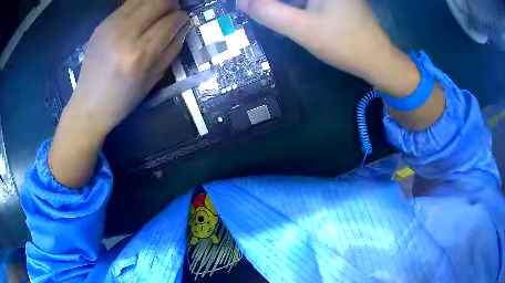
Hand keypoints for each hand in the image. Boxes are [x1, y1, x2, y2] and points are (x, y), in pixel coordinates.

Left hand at [48, 0, 190, 187]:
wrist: (89, 105)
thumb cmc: (123, 99)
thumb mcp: (153, 79)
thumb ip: (172, 48)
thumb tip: (183, 25)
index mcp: (139, 54)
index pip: (171, 21)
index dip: (182, 17)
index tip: (184, 20)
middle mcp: (125, 34)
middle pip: (158, 1)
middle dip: (171, 4)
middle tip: (172, 12)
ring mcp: (110, 26)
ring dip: (155, 2)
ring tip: (157, 12)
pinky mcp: (101, 24)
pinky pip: (127, 5)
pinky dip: (139, 6)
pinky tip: (139, 17)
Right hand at [238, 0, 420, 97]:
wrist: (376, 59)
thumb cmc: (344, 44)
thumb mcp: (302, 29)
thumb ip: (269, 13)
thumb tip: (242, 2)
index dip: (263, 0)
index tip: (249, 7)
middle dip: (273, 3)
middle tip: (255, 10)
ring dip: (282, 4)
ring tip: (267, 13)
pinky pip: (307, 0)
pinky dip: (294, 5)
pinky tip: (288, 14)